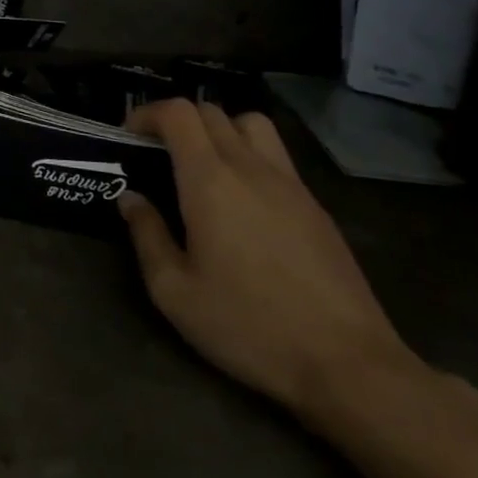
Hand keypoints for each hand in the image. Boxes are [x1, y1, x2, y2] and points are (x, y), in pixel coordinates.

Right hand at [118, 99, 420, 416]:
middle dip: (176, 121)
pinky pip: (276, 157)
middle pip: (212, 112)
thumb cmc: (249, 326)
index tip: (128, 136)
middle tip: (157, 152)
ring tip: (202, 166)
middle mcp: (251, 169)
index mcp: (211, 181)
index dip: (147, 113)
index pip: (179, 113)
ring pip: (251, 125)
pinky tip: (241, 201)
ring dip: (219, 130)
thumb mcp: (175, 291)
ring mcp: (291, 185)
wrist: (349, 365)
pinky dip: (249, 156)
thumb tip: (131, 200)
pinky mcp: (316, 207)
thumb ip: (147, 235)